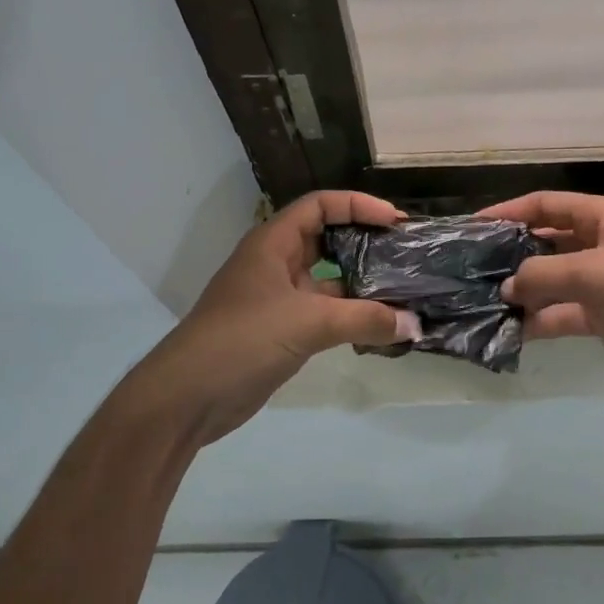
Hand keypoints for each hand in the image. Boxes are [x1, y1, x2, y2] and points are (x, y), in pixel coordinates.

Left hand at [145, 191, 420, 443]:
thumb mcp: (308, 323)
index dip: (358, 205)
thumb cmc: (243, 340)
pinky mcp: (282, 331)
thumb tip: (414, 324)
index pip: (320, 205)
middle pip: (326, 239)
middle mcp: (276, 264)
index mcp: (273, 244)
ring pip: (327, 280)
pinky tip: (380, 326)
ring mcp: (278, 299)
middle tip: (403, 253)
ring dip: (361, 284)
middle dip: (364, 242)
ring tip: (403, 290)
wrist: (188, 397)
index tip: (395, 221)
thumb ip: (364, 320)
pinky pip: (324, 313)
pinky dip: (351, 316)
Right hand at [481, 191, 603, 388]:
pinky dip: (544, 320)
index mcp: (600, 217)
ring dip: (524, 292)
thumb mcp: (595, 274)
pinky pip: (567, 312)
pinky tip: (513, 332)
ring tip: (481, 306)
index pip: (544, 205)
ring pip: (554, 281)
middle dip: (511, 255)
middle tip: (470, 272)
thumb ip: (544, 277)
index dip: (508, 211)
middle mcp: (599, 243)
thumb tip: (506, 286)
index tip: (471, 227)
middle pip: (545, 242)